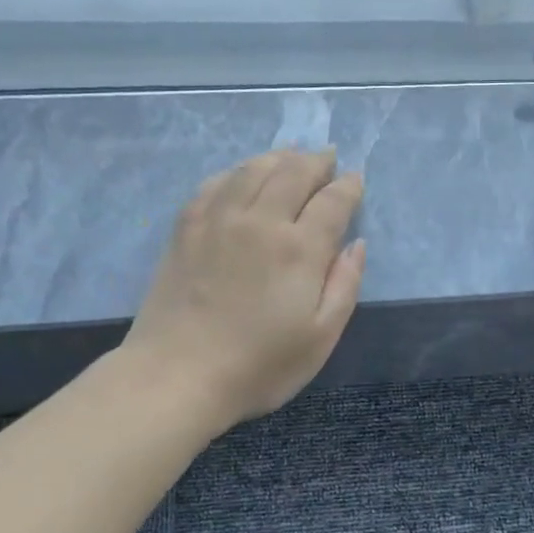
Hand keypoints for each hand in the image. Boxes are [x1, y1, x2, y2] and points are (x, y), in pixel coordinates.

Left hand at [122, 148, 365, 431]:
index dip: (349, 186)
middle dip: (317, 161)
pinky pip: (216, 183)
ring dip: (279, 157)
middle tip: (328, 158)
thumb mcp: (321, 337)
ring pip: (254, 169)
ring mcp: (219, 219)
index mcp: (299, 248)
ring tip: (292, 156)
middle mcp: (261, 220)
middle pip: (294, 172)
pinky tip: (243, 175)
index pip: (333, 200)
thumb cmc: (259, 365)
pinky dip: (237, 171)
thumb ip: (345, 285)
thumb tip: (356, 243)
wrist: (177, 375)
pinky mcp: (187, 227)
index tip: (356, 180)